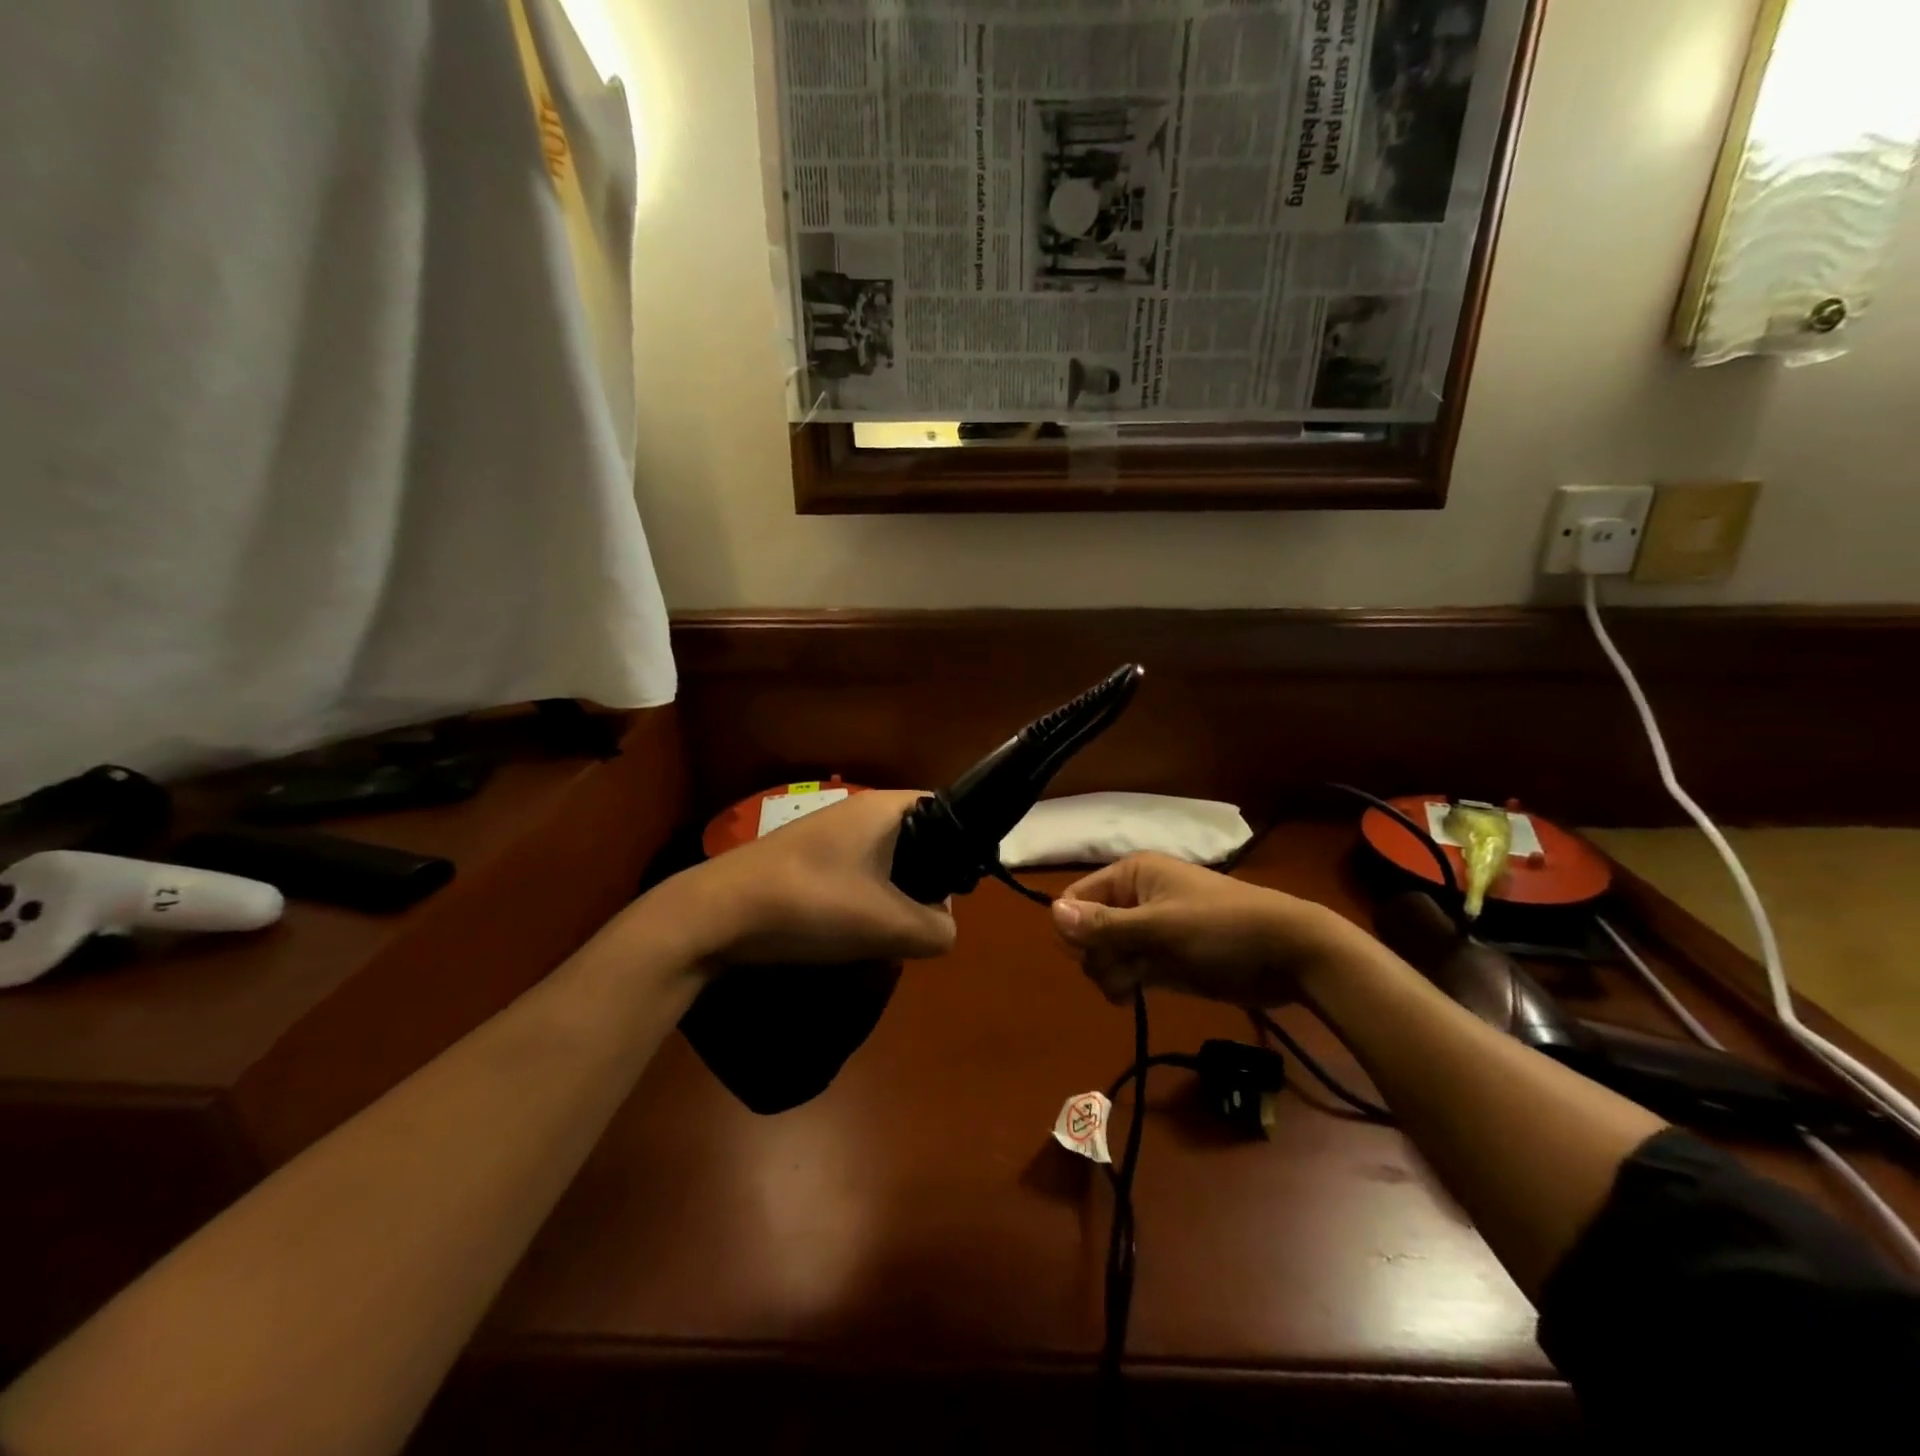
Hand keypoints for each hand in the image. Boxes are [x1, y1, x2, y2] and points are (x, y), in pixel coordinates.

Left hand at [642, 790, 957, 968]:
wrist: (715, 915)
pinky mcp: (806, 860)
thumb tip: (945, 928)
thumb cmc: (811, 905)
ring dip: (894, 898)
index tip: (963, 888)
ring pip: (887, 863)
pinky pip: (857, 875)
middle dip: (926, 882)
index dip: (963, 846)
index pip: (948, 809)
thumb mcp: (887, 925)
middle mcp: (859, 811)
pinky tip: (851, 934)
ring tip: (885, 934)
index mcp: (885, 808)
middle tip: (922, 920)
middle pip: (920, 840)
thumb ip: (935, 929)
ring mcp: (829, 834)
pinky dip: (864, 902)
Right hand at [1051, 852, 1359, 1007]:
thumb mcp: (1161, 927)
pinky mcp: (1163, 960)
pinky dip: (1124, 984)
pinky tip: (1132, 997)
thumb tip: (1052, 913)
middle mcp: (1134, 899)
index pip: (1076, 898)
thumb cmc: (1222, 928)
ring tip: (1132, 987)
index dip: (1075, 927)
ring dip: (1111, 974)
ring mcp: (1149, 932)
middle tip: (1123, 969)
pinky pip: (1126, 971)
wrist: (1289, 955)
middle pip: (1087, 930)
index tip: (1091, 952)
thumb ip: (1106, 925)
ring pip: (1105, 954)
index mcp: (1131, 875)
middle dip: (1097, 956)